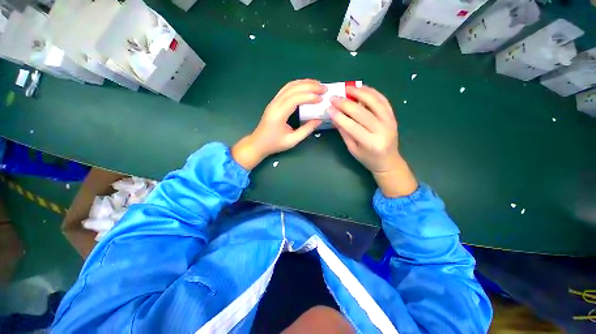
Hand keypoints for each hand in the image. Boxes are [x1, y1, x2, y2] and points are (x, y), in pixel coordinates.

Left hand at [232, 79, 324, 169]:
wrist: (258, 143)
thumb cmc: (274, 144)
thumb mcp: (292, 140)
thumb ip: (307, 130)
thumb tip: (319, 120)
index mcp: (279, 114)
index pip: (295, 99)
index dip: (310, 97)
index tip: (321, 99)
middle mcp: (275, 104)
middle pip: (293, 88)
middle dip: (310, 86)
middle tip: (324, 88)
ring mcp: (274, 101)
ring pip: (289, 86)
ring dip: (304, 83)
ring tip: (317, 84)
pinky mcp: (274, 102)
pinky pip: (286, 89)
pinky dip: (298, 86)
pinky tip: (306, 87)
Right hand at [329, 86, 417, 197]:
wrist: (388, 161)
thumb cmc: (368, 158)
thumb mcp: (352, 149)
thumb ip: (344, 132)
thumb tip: (334, 117)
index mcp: (370, 143)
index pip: (352, 126)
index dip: (339, 116)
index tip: (329, 108)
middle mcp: (382, 130)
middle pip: (362, 112)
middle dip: (345, 103)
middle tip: (334, 98)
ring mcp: (390, 121)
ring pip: (374, 102)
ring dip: (360, 92)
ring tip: (348, 88)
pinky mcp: (393, 116)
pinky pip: (383, 101)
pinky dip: (373, 92)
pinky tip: (363, 88)